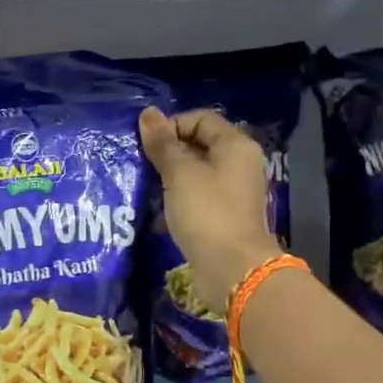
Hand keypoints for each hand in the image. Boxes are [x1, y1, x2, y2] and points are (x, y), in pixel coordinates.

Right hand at [139, 106, 282, 314]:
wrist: (232, 268)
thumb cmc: (207, 213)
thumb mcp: (180, 174)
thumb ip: (163, 143)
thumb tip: (148, 114)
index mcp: (236, 146)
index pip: (200, 119)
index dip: (171, 125)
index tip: (147, 145)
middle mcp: (239, 164)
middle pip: (200, 144)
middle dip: (169, 151)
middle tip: (143, 165)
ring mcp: (234, 192)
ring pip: (197, 172)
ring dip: (171, 176)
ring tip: (148, 186)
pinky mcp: (224, 216)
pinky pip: (198, 196)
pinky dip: (179, 198)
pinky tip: (161, 208)